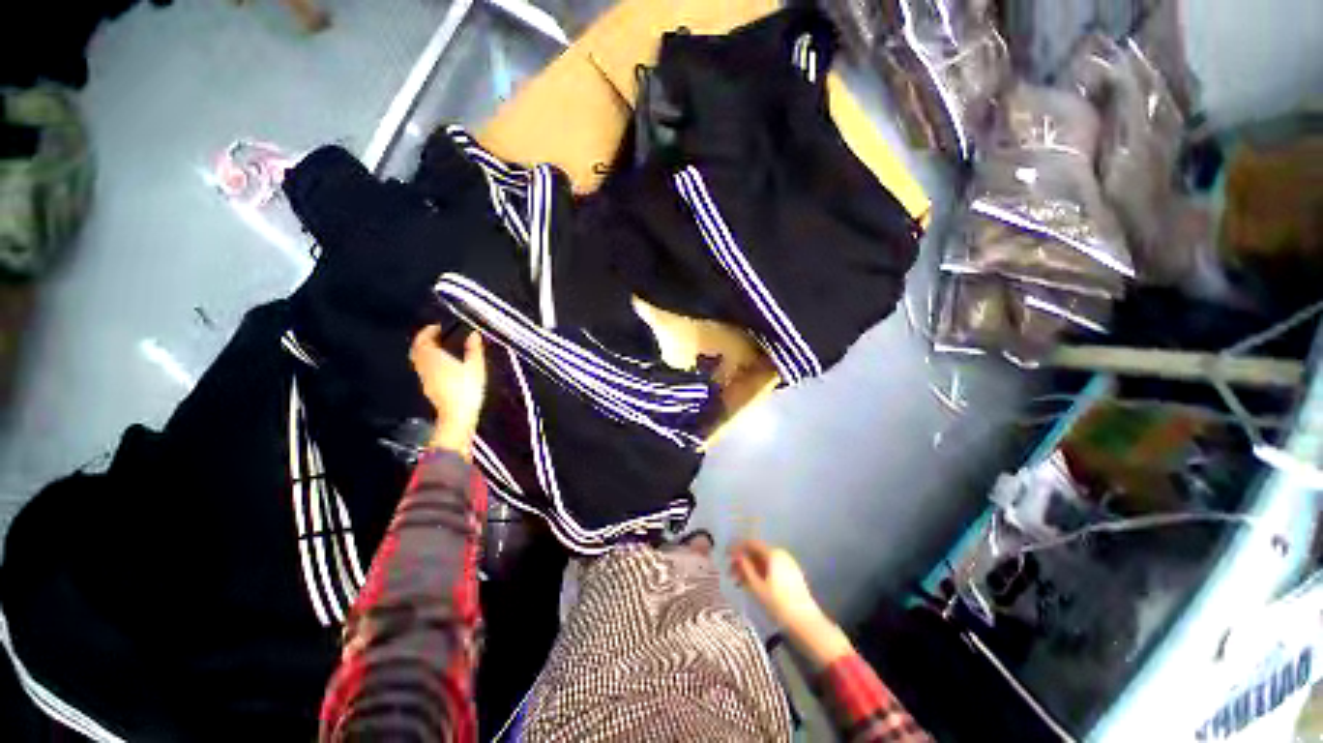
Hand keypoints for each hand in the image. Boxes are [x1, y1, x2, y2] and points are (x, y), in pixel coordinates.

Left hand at [409, 326, 485, 459]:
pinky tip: (440, 365)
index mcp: (434, 358)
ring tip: (437, 349)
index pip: (423, 340)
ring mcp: (424, 378)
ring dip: (424, 352)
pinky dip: (428, 362)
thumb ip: (474, 349)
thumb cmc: (466, 388)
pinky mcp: (428, 387)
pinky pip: (423, 369)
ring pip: (418, 360)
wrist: (457, 415)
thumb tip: (474, 334)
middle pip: (417, 350)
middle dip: (423, 341)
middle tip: (434, 336)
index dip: (428, 331)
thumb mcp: (476, 367)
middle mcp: (424, 366)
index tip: (436, 327)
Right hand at [729, 539, 822, 631]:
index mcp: (773, 554)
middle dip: (743, 561)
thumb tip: (736, 556)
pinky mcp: (792, 575)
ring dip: (750, 569)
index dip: (737, 548)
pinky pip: (772, 568)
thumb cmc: (778, 604)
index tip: (726, 555)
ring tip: (739, 583)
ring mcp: (788, 564)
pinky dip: (760, 573)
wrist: (805, 622)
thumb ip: (745, 568)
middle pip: (757, 553)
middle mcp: (781, 554)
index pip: (751, 544)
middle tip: (730, 573)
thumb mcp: (757, 587)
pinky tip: (752, 585)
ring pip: (764, 562)